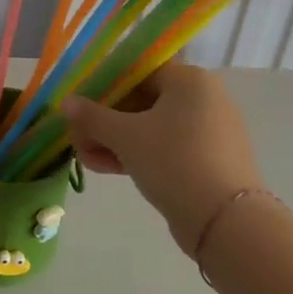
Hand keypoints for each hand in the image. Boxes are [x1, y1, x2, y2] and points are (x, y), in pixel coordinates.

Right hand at [64, 62, 262, 256]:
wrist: (226, 222)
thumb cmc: (173, 161)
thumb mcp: (124, 136)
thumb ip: (91, 116)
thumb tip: (66, 102)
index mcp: (189, 80)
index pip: (137, 71)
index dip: (103, 86)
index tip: (80, 106)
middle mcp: (204, 98)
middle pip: (142, 101)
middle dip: (104, 121)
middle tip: (78, 138)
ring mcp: (210, 131)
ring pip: (152, 127)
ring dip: (115, 141)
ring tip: (87, 159)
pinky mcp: (210, 160)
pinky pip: (167, 148)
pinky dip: (139, 154)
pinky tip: (108, 169)